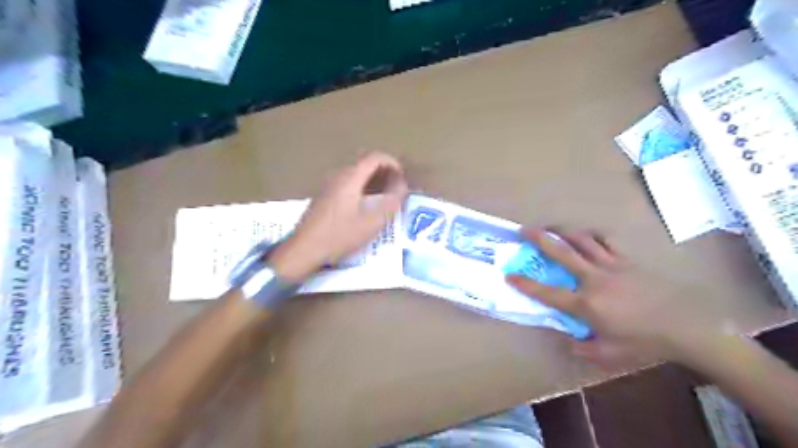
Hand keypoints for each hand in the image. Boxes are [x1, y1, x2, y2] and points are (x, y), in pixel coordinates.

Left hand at [268, 152, 407, 280]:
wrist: (304, 249)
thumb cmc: (339, 235)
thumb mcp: (371, 222)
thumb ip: (391, 202)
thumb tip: (402, 187)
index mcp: (350, 178)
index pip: (374, 157)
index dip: (392, 163)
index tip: (402, 176)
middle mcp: (338, 176)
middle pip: (364, 164)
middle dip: (384, 172)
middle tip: (396, 188)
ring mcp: (328, 186)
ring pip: (355, 175)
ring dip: (372, 180)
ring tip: (384, 197)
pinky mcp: (323, 197)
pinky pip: (347, 184)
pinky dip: (361, 188)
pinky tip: (364, 207)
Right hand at [507, 230, 721, 367]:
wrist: (686, 327)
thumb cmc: (644, 342)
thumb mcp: (609, 354)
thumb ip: (583, 349)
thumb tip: (566, 341)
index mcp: (586, 304)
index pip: (548, 293)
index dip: (525, 284)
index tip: (509, 275)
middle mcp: (594, 279)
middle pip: (562, 253)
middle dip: (540, 239)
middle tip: (524, 230)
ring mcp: (611, 266)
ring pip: (582, 241)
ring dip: (564, 232)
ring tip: (552, 227)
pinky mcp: (627, 260)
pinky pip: (607, 242)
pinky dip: (594, 237)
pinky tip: (587, 236)